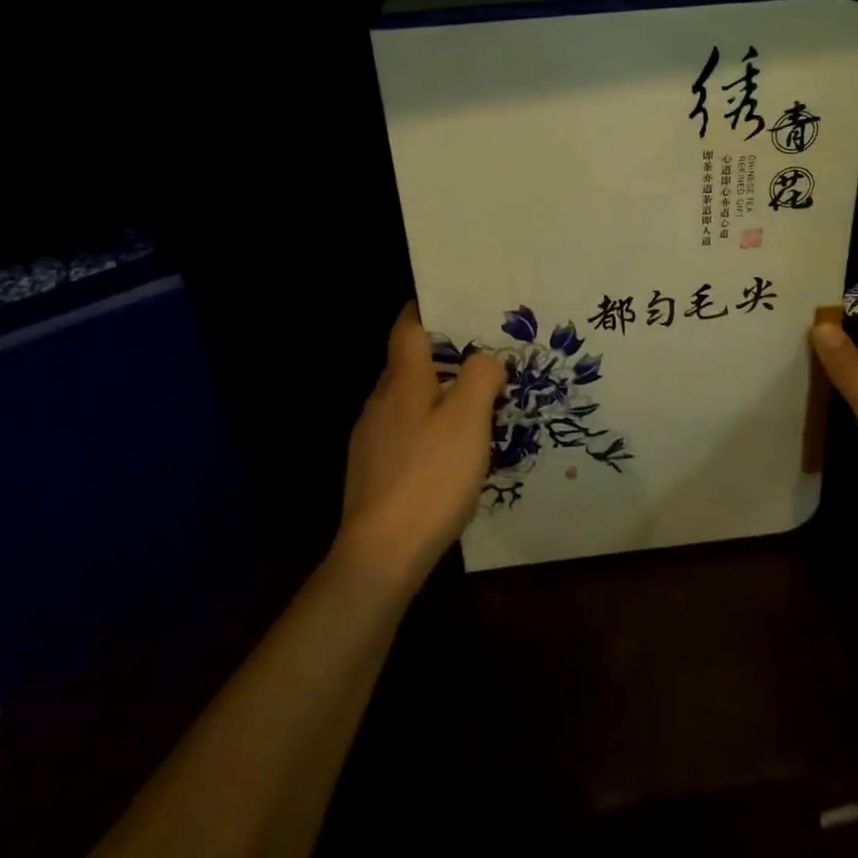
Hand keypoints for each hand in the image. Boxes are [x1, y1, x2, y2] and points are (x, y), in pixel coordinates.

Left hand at [332, 302, 505, 595]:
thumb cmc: (430, 476)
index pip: (408, 326)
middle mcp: (380, 401)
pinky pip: (404, 432)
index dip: (427, 308)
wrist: (381, 554)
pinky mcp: (373, 470)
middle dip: (443, 355)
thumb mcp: (469, 419)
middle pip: (409, 362)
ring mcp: (371, 438)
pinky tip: (450, 452)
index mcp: (402, 380)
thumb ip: (480, 377)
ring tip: (475, 404)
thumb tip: (485, 358)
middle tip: (483, 356)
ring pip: (407, 400)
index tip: (456, 303)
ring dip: (437, 394)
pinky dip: (427, 428)